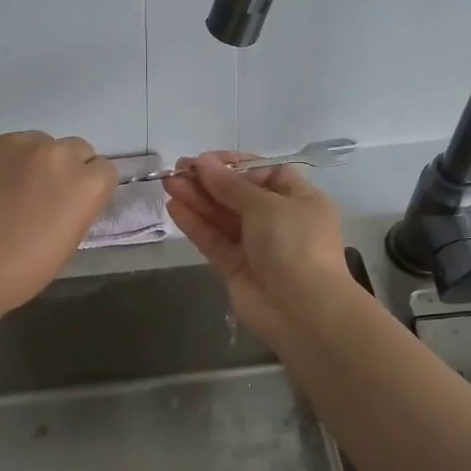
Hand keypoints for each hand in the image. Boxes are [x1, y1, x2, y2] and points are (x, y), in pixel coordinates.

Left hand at [0, 132, 117, 318]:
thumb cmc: (22, 269)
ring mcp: (16, 143)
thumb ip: (77, 206)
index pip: (104, 169)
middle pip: (74, 148)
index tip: (73, 202)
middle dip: (64, 168)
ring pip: (36, 143)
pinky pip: (1, 146)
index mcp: (85, 182)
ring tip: (7, 191)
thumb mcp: (68, 240)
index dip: (89, 186)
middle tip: (43, 194)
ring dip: (30, 161)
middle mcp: (56, 152)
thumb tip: (68, 194)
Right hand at [163, 152, 351, 346]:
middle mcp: (280, 221)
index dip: (235, 165)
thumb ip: (230, 186)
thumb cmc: (294, 244)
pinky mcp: (236, 268)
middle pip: (240, 195)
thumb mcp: (266, 205)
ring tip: (168, 183)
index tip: (206, 160)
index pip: (266, 174)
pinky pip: (214, 240)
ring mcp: (257, 247)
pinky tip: (174, 207)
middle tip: (178, 169)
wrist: (302, 310)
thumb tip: (203, 163)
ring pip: (223, 217)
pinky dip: (195, 224)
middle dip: (210, 182)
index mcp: (300, 200)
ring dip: (197, 199)